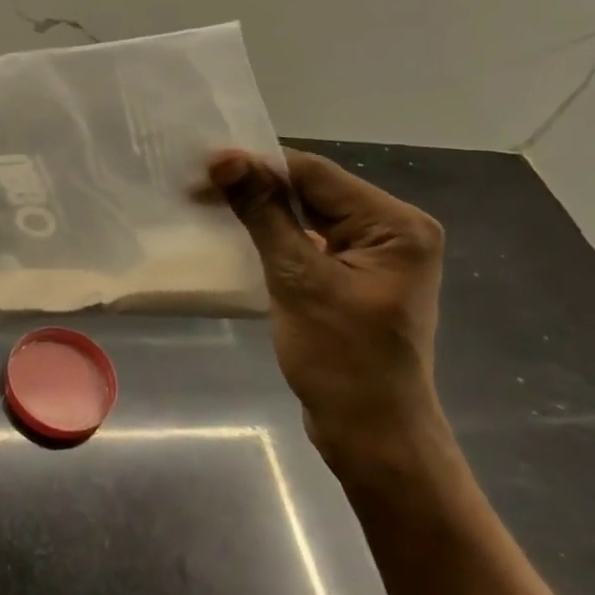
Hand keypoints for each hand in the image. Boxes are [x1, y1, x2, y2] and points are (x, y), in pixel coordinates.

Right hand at [208, 148, 446, 471]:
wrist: (371, 434)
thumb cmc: (341, 359)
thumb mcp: (298, 280)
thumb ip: (264, 214)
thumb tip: (227, 160)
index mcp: (396, 225)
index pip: (317, 174)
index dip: (258, 165)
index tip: (203, 165)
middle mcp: (393, 230)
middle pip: (315, 191)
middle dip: (257, 186)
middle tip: (197, 184)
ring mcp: (376, 256)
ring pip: (309, 215)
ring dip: (263, 209)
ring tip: (209, 201)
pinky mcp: (355, 277)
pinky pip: (311, 241)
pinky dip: (276, 235)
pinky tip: (240, 231)